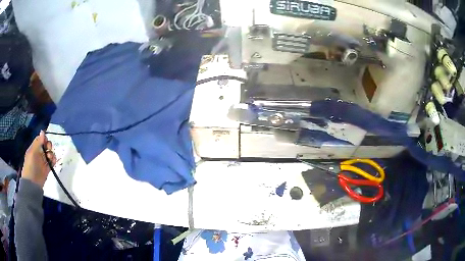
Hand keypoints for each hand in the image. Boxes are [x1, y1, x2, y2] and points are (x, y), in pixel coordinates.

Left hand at [21, 130, 56, 186]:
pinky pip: (52, 162)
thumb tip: (43, 131)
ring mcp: (43, 161)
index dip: (44, 138)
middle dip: (48, 145)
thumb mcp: (33, 152)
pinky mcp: (47, 168)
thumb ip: (38, 142)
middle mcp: (39, 153)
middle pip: (45, 145)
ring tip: (50, 158)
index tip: (46, 141)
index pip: (40, 140)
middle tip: (49, 148)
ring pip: (49, 153)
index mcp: (34, 148)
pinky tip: (53, 161)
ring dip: (51, 153)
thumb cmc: (30, 166)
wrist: (32, 183)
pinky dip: (53, 160)